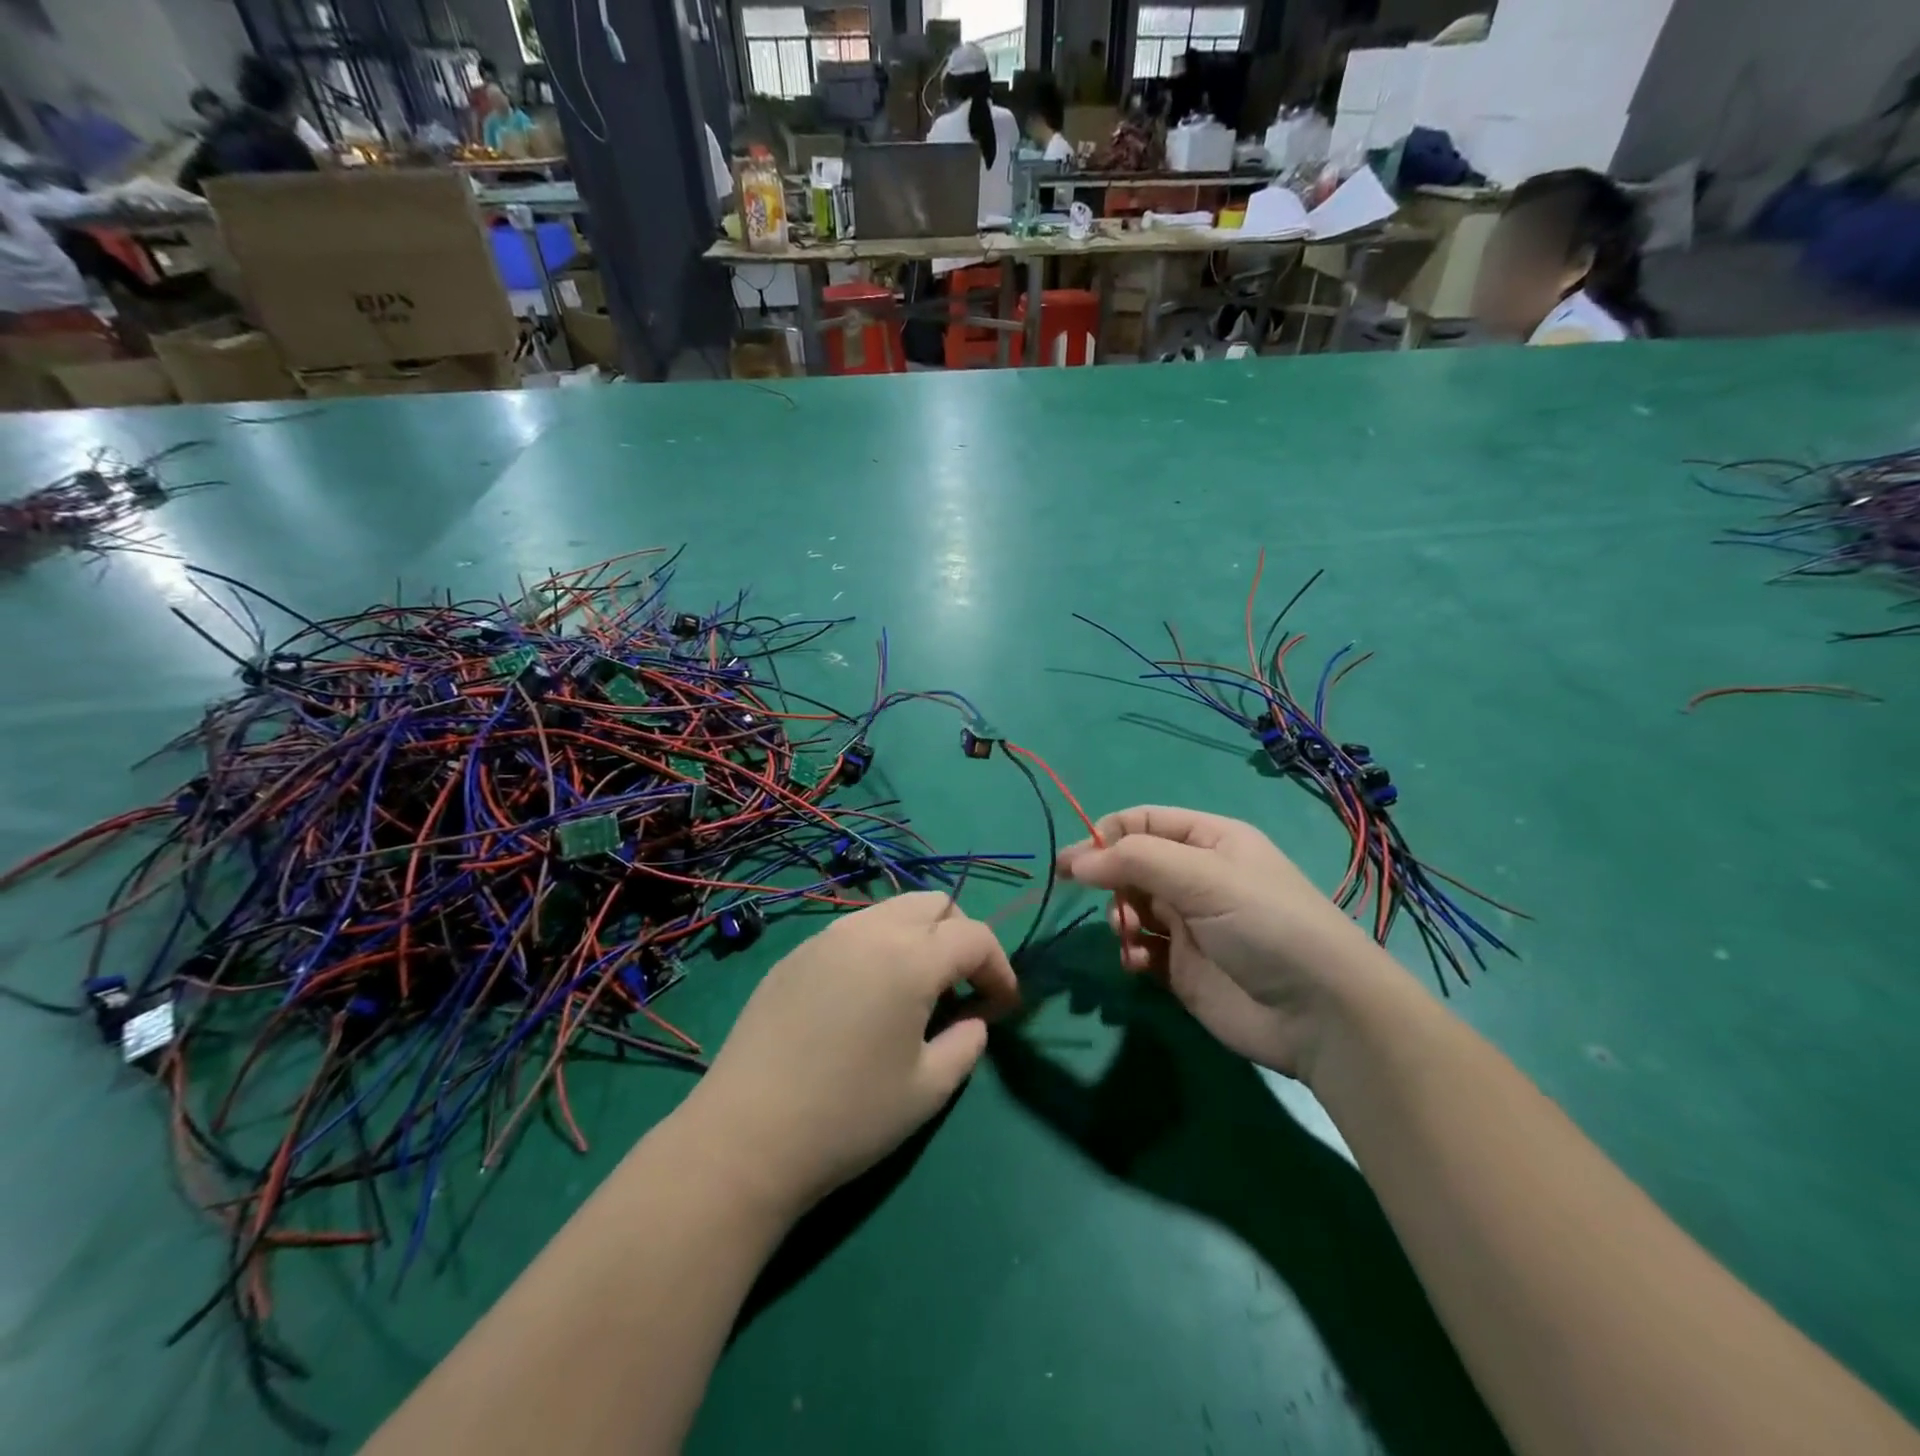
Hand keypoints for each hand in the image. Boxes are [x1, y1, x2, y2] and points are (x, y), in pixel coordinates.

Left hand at [680, 893, 1018, 1214]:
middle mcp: (870, 931)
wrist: (746, 1136)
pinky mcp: (796, 954)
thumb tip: (973, 1019)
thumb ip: (967, 1043)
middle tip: (962, 988)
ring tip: (915, 992)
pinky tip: (867, 997)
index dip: (999, 968)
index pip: (974, 937)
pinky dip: (879, 947)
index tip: (1003, 1006)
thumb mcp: (928, 1089)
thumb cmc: (849, 1117)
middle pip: (934, 904)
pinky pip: (854, 931)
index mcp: (909, 958)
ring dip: (919, 937)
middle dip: (960, 937)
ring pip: (892, 910)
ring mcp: (827, 937)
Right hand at [1056, 806, 1393, 1080]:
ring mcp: (1189, 924)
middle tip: (1109, 905)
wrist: (1320, 1013)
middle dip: (1112, 881)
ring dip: (1120, 918)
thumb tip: (1076, 861)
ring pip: (1131, 907)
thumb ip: (1135, 860)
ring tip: (1129, 935)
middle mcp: (1197, 877)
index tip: (1074, 863)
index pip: (1142, 822)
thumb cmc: (1265, 924)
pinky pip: (1141, 949)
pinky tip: (1138, 964)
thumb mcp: (1203, 877)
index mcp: (1209, 840)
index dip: (1105, 835)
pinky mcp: (1184, 968)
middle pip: (1131, 865)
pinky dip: (1131, 952)